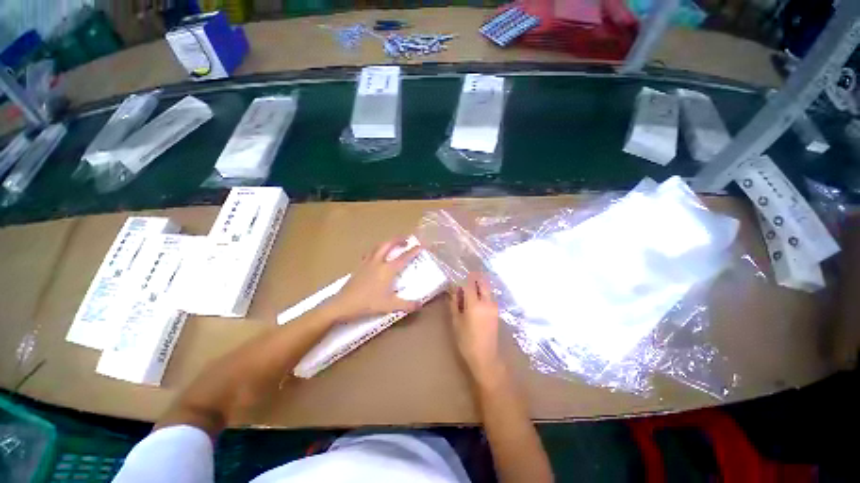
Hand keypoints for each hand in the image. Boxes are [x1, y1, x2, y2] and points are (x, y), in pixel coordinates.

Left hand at [327, 238, 422, 321]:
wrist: (345, 303)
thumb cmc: (368, 304)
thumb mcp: (390, 306)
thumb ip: (407, 305)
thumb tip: (420, 304)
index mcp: (387, 270)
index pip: (403, 257)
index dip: (413, 250)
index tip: (421, 245)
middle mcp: (377, 262)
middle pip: (388, 244)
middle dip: (398, 240)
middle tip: (406, 239)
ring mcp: (366, 263)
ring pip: (377, 247)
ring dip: (387, 243)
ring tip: (392, 244)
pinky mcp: (358, 267)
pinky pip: (369, 253)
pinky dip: (376, 250)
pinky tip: (375, 256)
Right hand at [449, 272, 504, 385]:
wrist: (485, 355)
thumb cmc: (466, 341)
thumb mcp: (456, 322)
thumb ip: (455, 304)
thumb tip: (454, 290)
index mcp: (475, 304)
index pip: (470, 283)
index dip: (463, 278)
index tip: (456, 276)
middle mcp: (487, 302)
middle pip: (483, 282)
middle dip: (474, 278)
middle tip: (464, 280)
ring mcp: (494, 306)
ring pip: (487, 289)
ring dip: (479, 286)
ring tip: (468, 291)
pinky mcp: (497, 312)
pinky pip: (489, 297)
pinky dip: (483, 294)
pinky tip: (475, 301)